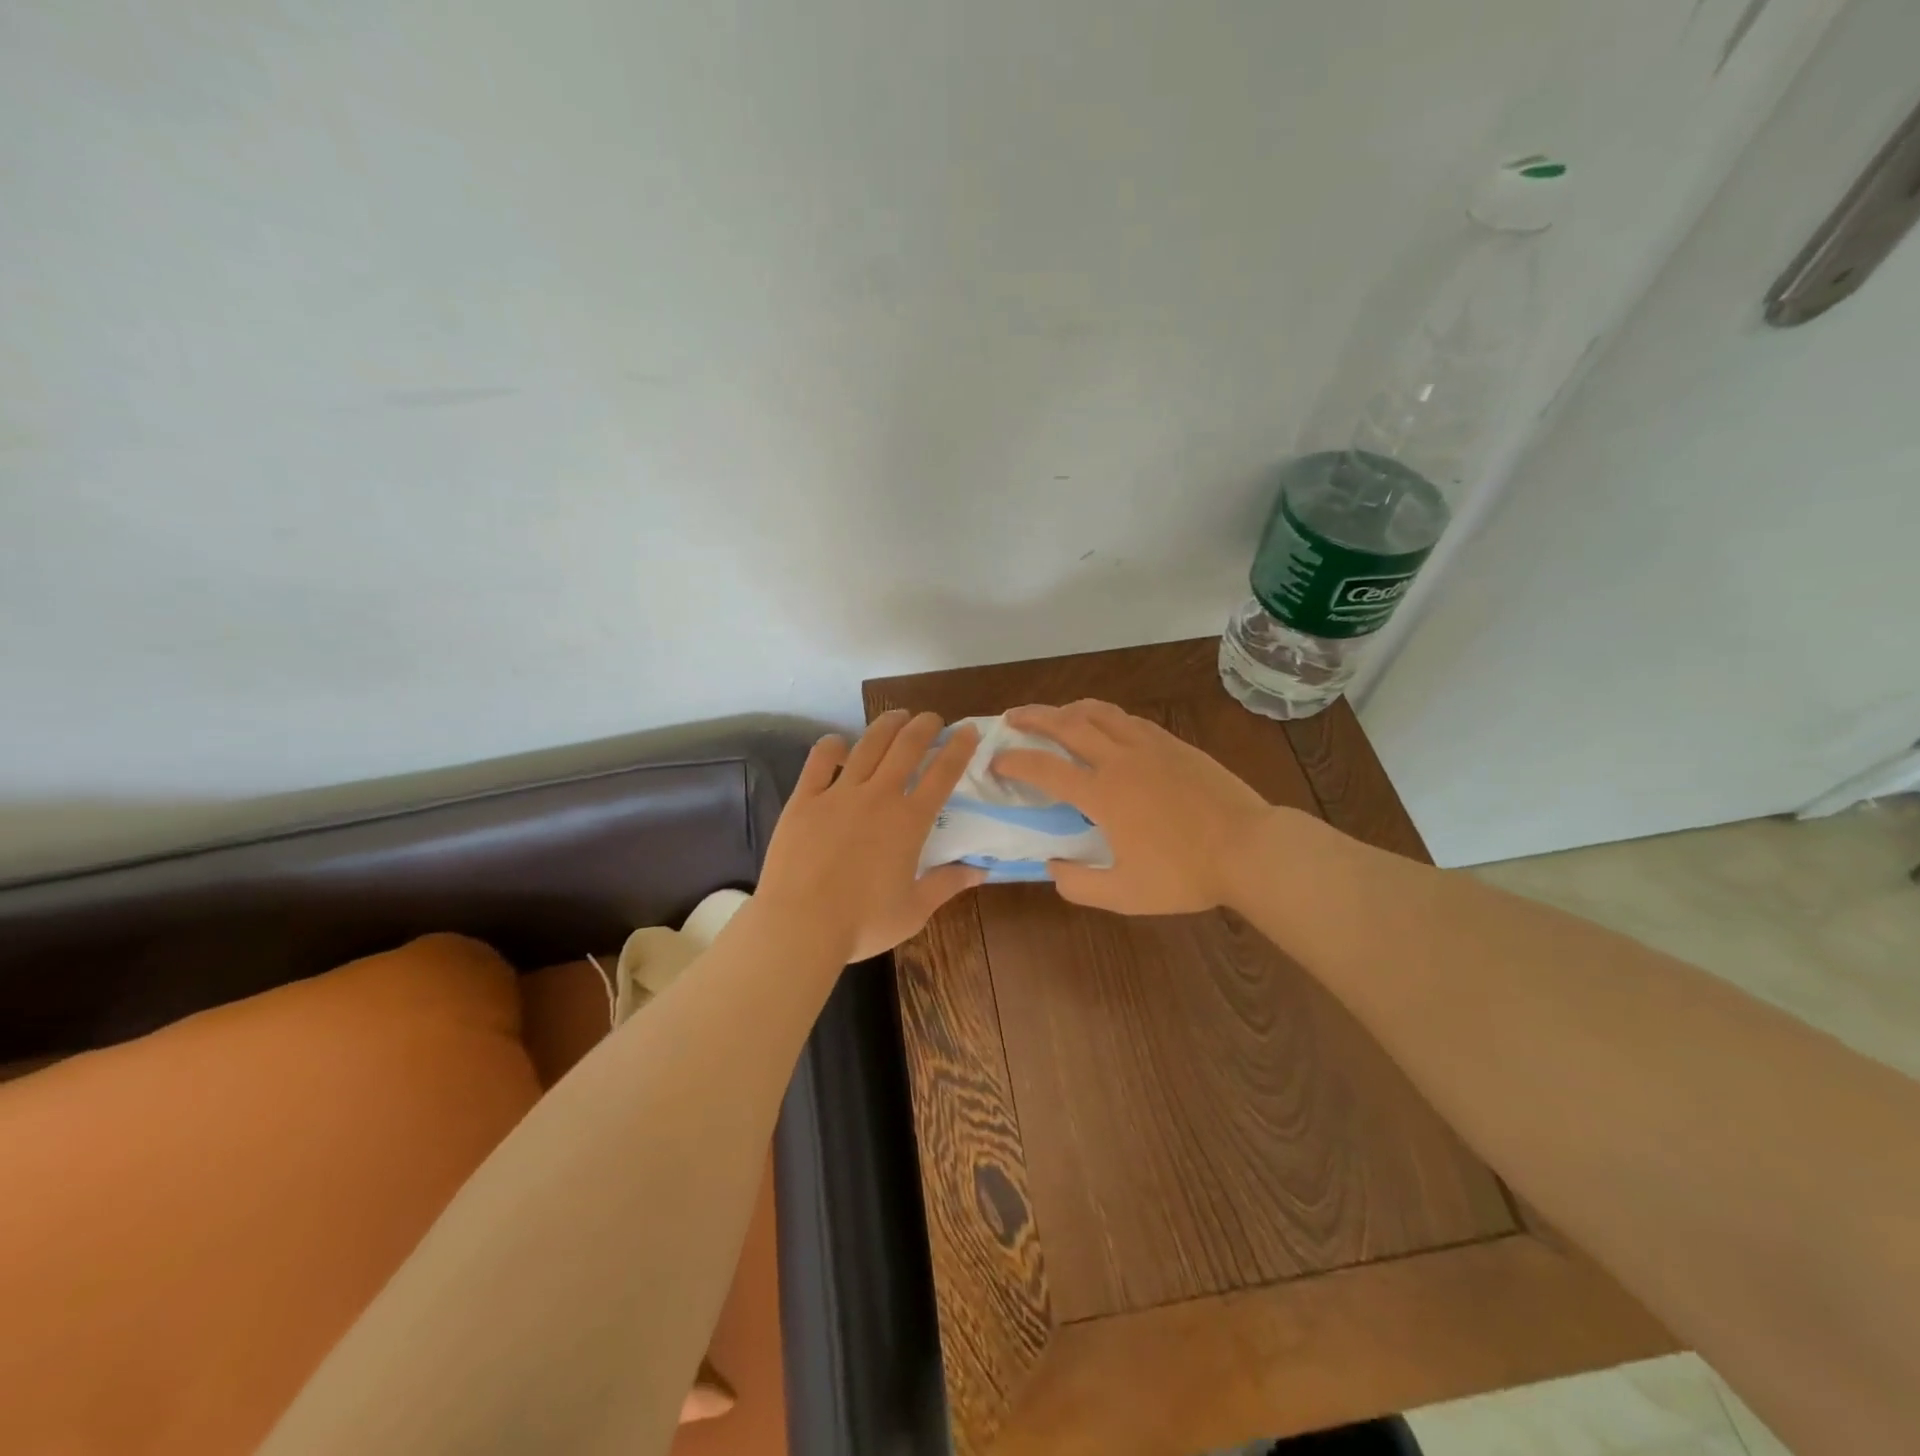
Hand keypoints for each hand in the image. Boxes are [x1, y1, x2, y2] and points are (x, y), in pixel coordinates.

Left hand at [756, 711, 984, 963]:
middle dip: (924, 726)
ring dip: (886, 726)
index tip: (968, 730)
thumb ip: (947, 884)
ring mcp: (839, 794)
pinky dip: (831, 746)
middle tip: (932, 718)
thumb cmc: (862, 923)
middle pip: (906, 747)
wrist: (800, 925)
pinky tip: (838, 742)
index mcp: (909, 822)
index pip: (942, 774)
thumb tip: (981, 871)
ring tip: (896, 716)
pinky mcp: (805, 799)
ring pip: (867, 745)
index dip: (959, 748)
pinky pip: (819, 761)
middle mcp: (878, 797)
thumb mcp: (914, 910)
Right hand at [992, 700, 1274, 914]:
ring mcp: (1150, 746)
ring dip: (1069, 709)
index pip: (1045, 769)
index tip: (995, 760)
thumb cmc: (1185, 874)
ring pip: (1100, 713)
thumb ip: (1080, 884)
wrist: (1250, 848)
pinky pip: (1129, 719)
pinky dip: (1105, 716)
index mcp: (1102, 793)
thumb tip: (1053, 868)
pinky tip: (1106, 725)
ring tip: (1055, 714)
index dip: (1014, 762)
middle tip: (1012, 717)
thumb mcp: (1125, 894)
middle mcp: (1120, 759)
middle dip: (1034, 718)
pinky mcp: (1174, 744)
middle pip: (1067, 724)